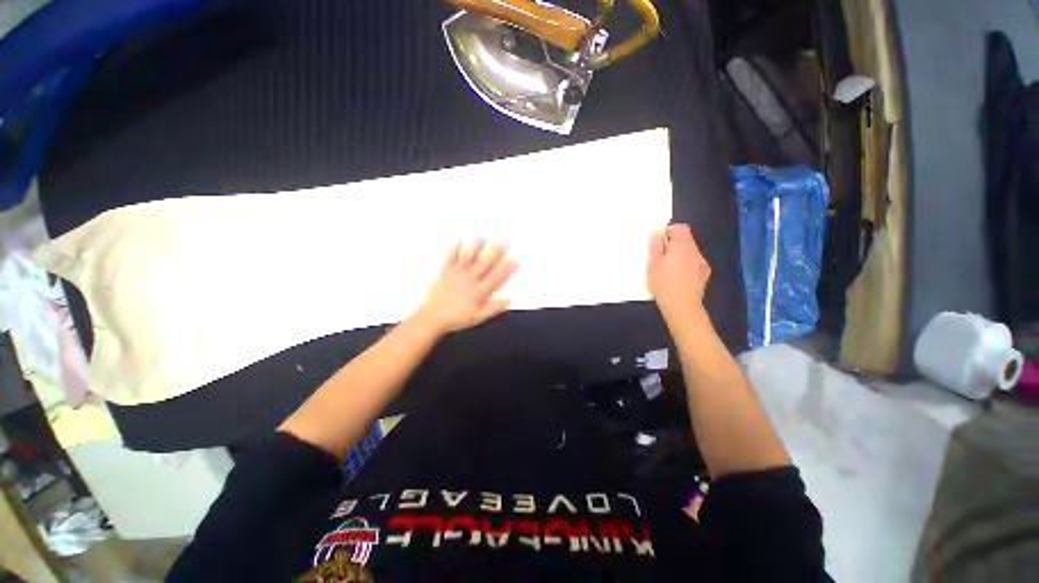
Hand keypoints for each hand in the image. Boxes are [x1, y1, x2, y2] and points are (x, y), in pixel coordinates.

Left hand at [414, 239, 517, 334]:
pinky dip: (454, 249)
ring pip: (469, 258)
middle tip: (505, 242)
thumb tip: (508, 300)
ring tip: (484, 236)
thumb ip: (493, 308)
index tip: (516, 259)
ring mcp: (457, 274)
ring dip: (477, 247)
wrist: (432, 318)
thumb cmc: (456, 319)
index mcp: (479, 291)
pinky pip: (450, 258)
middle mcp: (470, 280)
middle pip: (485, 263)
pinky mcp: (445, 272)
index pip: (497, 278)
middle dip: (496, 252)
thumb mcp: (477, 317)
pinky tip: (458, 240)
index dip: (507, 268)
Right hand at [647, 223, 710, 323]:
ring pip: (690, 252)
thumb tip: (657, 234)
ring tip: (668, 269)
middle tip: (659, 257)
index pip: (680, 228)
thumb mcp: (652, 265)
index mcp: (682, 246)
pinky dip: (686, 265)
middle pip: (686, 240)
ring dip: (680, 255)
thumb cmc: (663, 284)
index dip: (669, 231)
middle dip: (673, 244)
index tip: (659, 241)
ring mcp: (702, 263)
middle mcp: (695, 251)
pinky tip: (678, 277)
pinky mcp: (704, 274)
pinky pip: (694, 263)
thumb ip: (655, 247)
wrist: (682, 306)